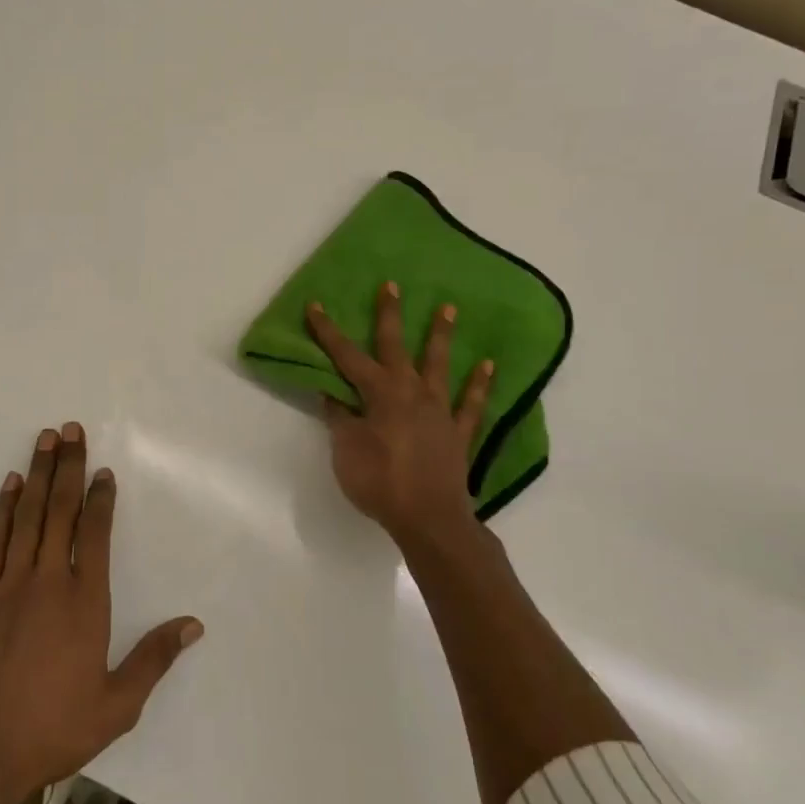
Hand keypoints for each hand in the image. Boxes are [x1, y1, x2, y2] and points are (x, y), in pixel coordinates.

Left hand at [0, 423, 202, 803]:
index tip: (104, 471)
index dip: (100, 498)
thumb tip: (193, 625)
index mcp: (84, 602)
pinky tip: (11, 485)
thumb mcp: (117, 705)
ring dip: (38, 475)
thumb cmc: (55, 728)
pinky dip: (3, 509)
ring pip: (27, 516)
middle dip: (68, 467)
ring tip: (46, 439)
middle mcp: (47, 581)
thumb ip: (154, 658)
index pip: (94, 534)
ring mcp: (8, 585)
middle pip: (61, 511)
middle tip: (71, 429)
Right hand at [306, 282, 494, 542]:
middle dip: (390, 315)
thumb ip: (340, 418)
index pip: (347, 356)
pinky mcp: (458, 431)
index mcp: (379, 394)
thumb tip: (333, 393)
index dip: (329, 332)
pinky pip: (471, 403)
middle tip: (392, 285)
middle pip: (396, 347)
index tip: (316, 305)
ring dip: (441, 336)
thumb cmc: (380, 482)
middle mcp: (410, 392)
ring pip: (439, 365)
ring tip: (448, 308)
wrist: (428, 518)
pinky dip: (479, 384)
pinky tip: (488, 365)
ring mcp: (439, 410)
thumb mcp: (346, 450)